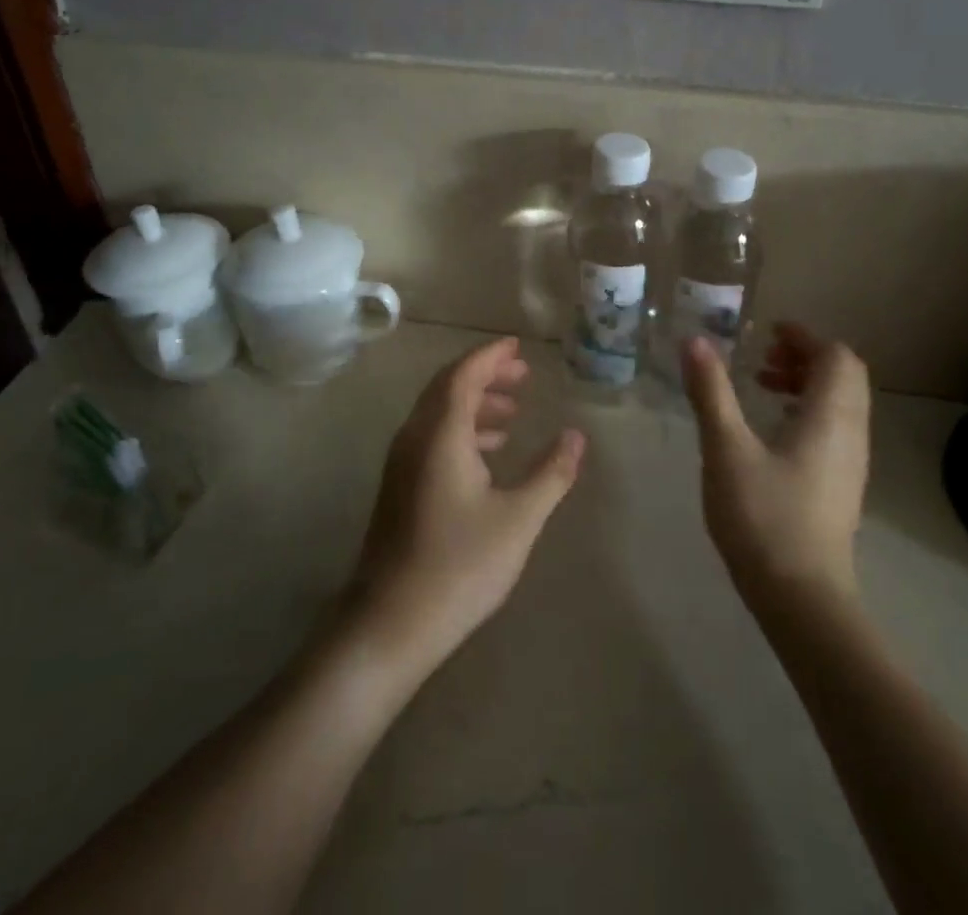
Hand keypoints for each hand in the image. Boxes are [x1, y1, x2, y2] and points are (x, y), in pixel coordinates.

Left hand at [344, 337, 584, 677]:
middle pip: (448, 387)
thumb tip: (576, 436)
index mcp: (440, 433)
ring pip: (438, 413)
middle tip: (522, 376)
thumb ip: (550, 473)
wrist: (391, 621)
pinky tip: (488, 454)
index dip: (490, 356)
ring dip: (474, 403)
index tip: (517, 346)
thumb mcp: (518, 519)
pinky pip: (432, 437)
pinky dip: (461, 430)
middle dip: (485, 375)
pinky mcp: (399, 486)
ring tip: (512, 413)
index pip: (463, 375)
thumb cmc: (460, 565)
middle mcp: (415, 437)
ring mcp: (402, 462)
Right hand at [681, 324, 871, 606]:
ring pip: (840, 404)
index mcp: (829, 417)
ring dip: (806, 384)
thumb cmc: (763, 516)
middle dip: (805, 357)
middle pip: (844, 376)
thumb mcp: (726, 448)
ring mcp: (850, 463)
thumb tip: (695, 341)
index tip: (767, 333)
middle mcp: (850, 434)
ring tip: (762, 388)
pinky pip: (833, 429)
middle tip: (762, 358)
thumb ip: (711, 391)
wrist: (802, 598)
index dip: (805, 337)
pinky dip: (807, 411)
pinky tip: (771, 431)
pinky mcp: (840, 486)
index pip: (836, 356)